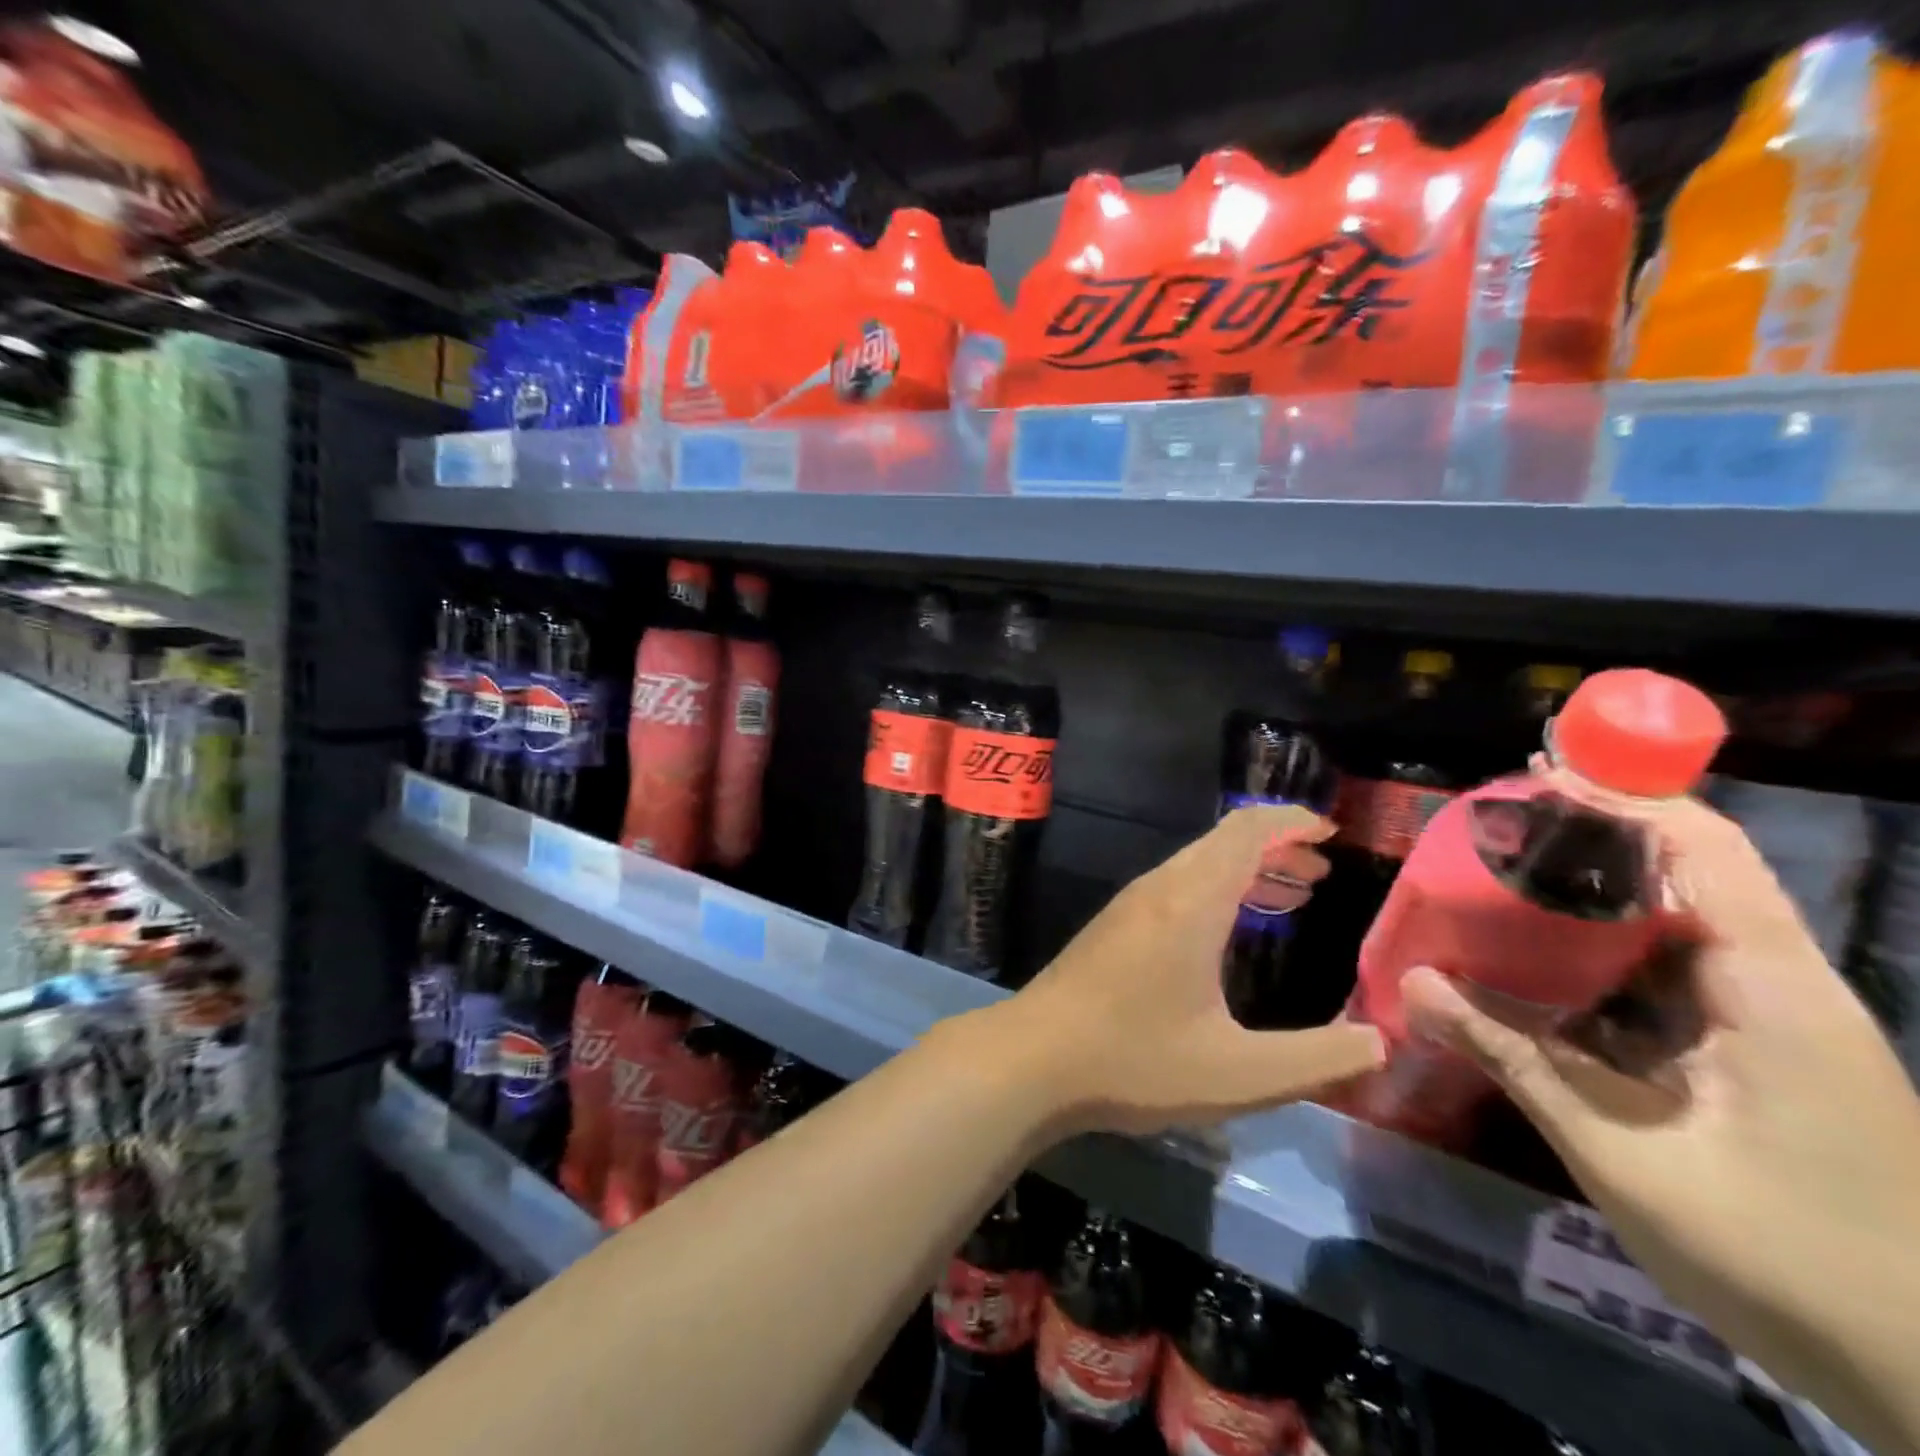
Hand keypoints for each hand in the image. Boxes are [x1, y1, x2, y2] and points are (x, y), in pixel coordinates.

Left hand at [975, 804, 1384, 1136]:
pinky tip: (1228, 931)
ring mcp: (1130, 906)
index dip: (1291, 822)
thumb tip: (1380, 1041)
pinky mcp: (1112, 927)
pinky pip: (1175, 887)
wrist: (1032, 1059)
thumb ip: (1318, 1059)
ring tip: (1291, 894)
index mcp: (1191, 902)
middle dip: (1276, 847)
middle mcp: (1159, 890)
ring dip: (1245, 869)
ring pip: (1196, 865)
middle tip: (1321, 873)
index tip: (1331, 833)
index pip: (1246, 831)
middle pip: (1222, 843)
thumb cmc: (1134, 1060)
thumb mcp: (1239, 1074)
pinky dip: (1215, 890)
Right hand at [1404, 794, 1919, 1442]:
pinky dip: (1610, 953)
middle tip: (1502, 820)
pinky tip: (1549, 962)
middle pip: (1695, 874)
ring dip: (1601, 893)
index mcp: (1776, 995)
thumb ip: (1513, 1056)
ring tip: (1510, 873)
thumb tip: (1413, 983)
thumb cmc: (1789, 1261)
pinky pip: (1678, 978)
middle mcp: (1784, 991)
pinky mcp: (1764, 1059)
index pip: (1706, 854)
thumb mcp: (1624, 1155)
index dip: (1624, 800)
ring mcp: (1779, 1027)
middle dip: (1599, 834)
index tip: (1537, 772)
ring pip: (1684, 926)